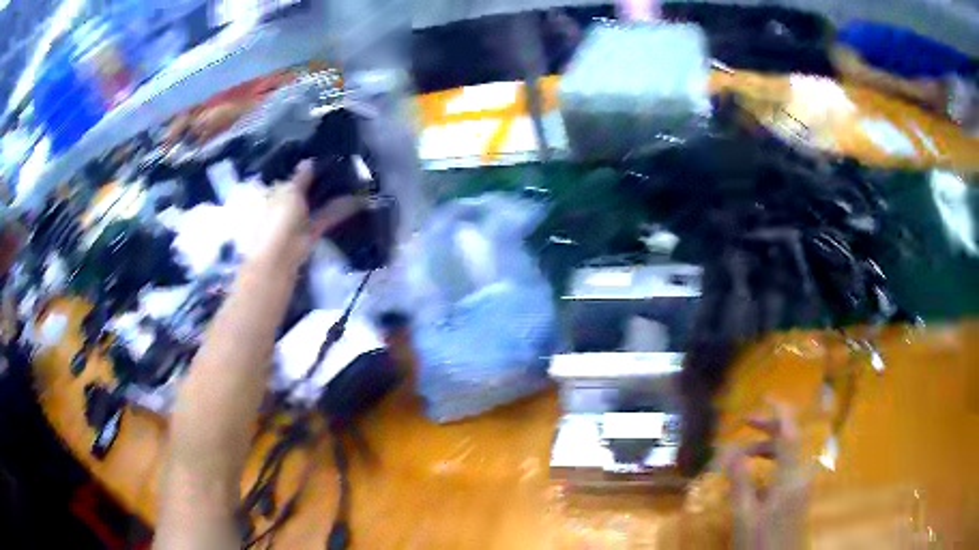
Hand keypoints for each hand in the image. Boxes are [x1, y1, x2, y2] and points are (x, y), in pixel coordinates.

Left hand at [252, 160, 361, 270]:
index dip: (302, 167)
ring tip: (353, 179)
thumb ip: (301, 177)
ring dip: (331, 194)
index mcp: (273, 192)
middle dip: (319, 180)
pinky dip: (340, 210)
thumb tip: (308, 161)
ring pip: (316, 203)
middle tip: (340, 165)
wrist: (280, 259)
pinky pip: (326, 217)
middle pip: (304, 189)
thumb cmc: (278, 220)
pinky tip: (358, 200)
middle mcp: (284, 205)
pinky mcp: (312, 233)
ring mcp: (298, 220)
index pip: (288, 176)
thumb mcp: (290, 191)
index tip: (320, 157)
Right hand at [726, 400, 809, 549]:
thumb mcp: (745, 516)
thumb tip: (729, 450)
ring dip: (768, 447)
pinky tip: (756, 476)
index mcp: (791, 477)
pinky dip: (773, 462)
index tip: (765, 396)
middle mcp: (802, 474)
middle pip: (790, 440)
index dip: (779, 411)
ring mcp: (803, 485)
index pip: (789, 433)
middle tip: (744, 422)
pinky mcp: (800, 494)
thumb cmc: (760, 542)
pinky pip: (788, 468)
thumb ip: (740, 481)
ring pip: (789, 454)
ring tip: (743, 454)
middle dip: (768, 428)